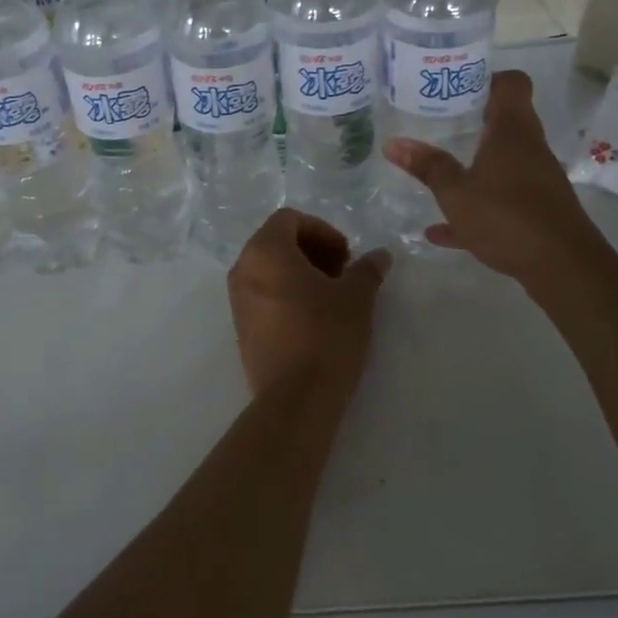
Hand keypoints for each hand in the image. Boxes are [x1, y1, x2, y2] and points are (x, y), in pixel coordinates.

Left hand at [226, 209, 391, 396]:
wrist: (294, 398)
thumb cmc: (325, 335)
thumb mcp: (356, 298)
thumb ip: (367, 270)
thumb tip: (380, 256)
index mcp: (265, 250)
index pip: (289, 219)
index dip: (322, 230)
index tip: (346, 255)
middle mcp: (243, 268)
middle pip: (277, 241)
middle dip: (312, 250)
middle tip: (342, 273)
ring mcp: (237, 299)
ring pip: (269, 268)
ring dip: (300, 272)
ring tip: (331, 296)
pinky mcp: (241, 326)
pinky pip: (262, 293)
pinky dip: (286, 293)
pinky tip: (313, 318)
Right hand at [382, 70, 615, 295]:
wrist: (564, 268)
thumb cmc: (507, 217)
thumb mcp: (456, 193)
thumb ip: (427, 167)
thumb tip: (393, 143)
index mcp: (512, 131)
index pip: (511, 83)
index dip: (487, 77)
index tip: (457, 84)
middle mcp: (529, 148)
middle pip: (505, 120)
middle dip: (472, 119)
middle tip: (437, 120)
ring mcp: (536, 180)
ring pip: (501, 161)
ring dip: (473, 163)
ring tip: (437, 167)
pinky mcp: (537, 210)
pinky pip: (501, 198)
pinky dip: (476, 205)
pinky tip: (442, 229)